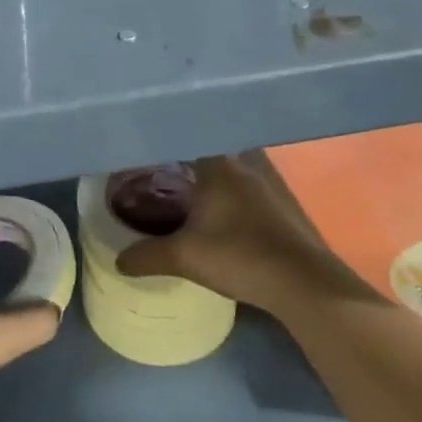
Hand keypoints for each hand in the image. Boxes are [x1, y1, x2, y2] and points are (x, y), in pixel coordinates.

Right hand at [115, 153, 366, 317]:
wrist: (303, 283)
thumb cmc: (238, 255)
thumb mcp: (184, 257)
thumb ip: (148, 256)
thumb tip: (118, 261)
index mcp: (218, 164)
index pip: (187, 138)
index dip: (166, 142)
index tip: (147, 149)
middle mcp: (244, 163)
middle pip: (209, 152)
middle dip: (187, 160)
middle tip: (161, 172)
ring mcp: (268, 183)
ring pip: (231, 170)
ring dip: (212, 178)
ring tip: (188, 193)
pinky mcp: (283, 204)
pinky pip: (247, 188)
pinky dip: (231, 195)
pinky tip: (221, 216)